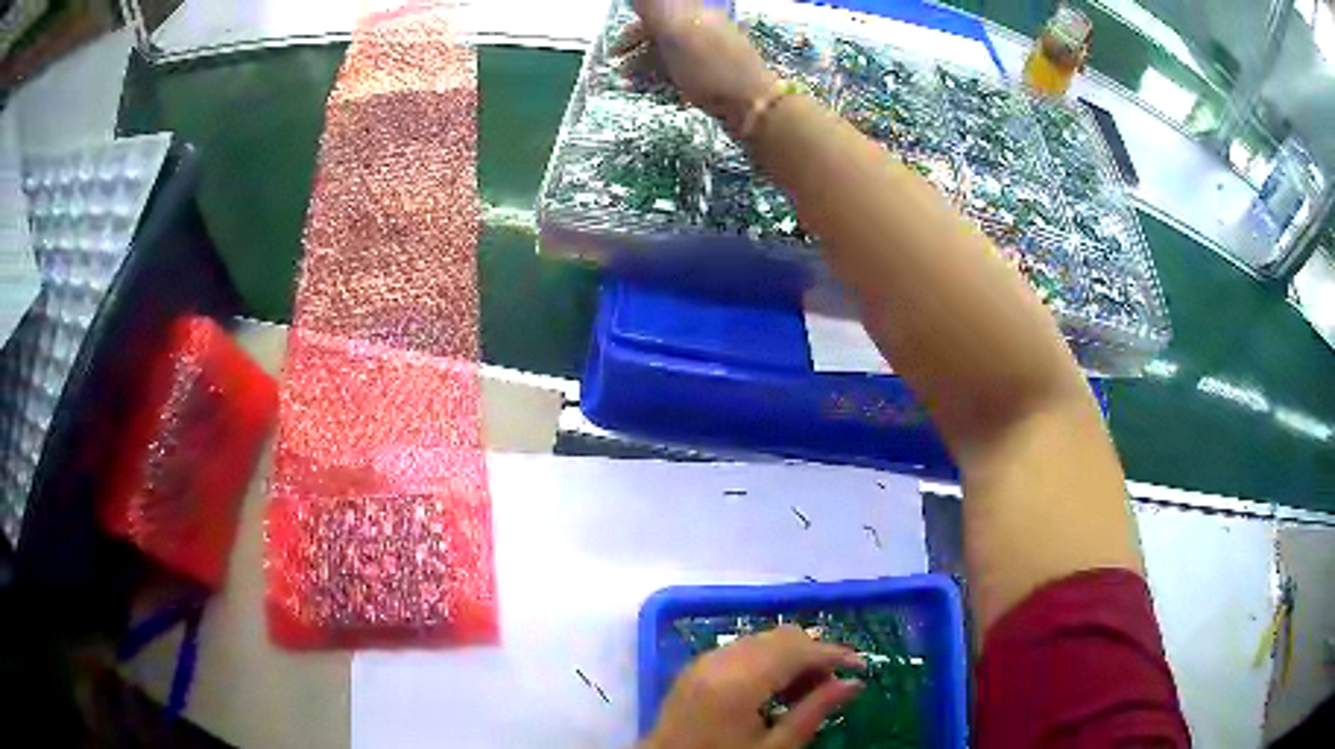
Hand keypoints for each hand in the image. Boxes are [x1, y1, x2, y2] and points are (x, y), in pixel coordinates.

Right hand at [613, 0, 778, 136]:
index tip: (614, 50)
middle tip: (617, 68)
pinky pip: (681, 73)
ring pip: (670, 55)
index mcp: (696, 15)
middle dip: (636, 50)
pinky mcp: (714, 79)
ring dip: (645, 67)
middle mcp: (703, 30)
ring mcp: (710, 55)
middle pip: (662, 34)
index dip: (632, 31)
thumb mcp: (677, 33)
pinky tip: (651, 91)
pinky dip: (662, 79)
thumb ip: (654, 9)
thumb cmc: (712, 69)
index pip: (658, 14)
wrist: (754, 107)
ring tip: (628, 84)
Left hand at [642, 625, 865, 748]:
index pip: (798, 650)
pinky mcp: (695, 668)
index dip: (834, 654)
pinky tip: (776, 690)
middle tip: (833, 686)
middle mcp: (719, 660)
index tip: (862, 668)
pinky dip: (767, 660)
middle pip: (781, 637)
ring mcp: (703, 661)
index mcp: (738, 681)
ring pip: (763, 640)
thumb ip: (814, 712)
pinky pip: (742, 649)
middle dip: (813, 654)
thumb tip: (854, 683)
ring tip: (806, 693)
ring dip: (791, 656)